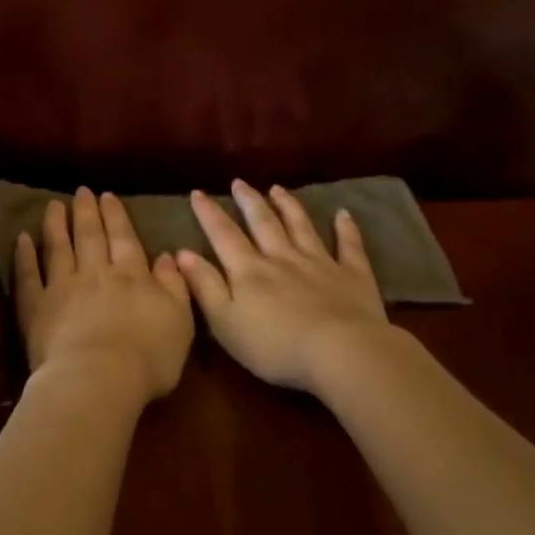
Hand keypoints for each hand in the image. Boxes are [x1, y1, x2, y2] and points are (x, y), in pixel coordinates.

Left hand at [13, 188, 194, 402]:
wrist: (99, 379)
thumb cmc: (148, 357)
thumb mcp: (180, 321)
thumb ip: (174, 286)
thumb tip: (167, 256)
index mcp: (132, 276)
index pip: (124, 238)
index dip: (116, 216)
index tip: (107, 196)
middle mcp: (96, 273)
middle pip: (90, 236)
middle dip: (86, 212)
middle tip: (81, 191)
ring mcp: (63, 288)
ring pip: (58, 247)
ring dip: (56, 224)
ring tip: (54, 205)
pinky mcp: (37, 307)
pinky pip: (28, 275)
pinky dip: (25, 255)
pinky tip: (22, 239)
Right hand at [178, 181, 390, 392]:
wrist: (340, 352)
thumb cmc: (274, 346)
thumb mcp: (225, 322)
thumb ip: (204, 286)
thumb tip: (182, 253)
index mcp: (249, 271)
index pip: (224, 236)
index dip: (209, 214)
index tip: (198, 193)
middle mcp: (282, 258)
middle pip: (263, 223)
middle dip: (249, 202)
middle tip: (239, 182)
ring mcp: (320, 263)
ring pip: (301, 227)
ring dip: (288, 206)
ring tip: (277, 189)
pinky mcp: (352, 275)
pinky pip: (349, 246)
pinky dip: (346, 228)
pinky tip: (343, 214)